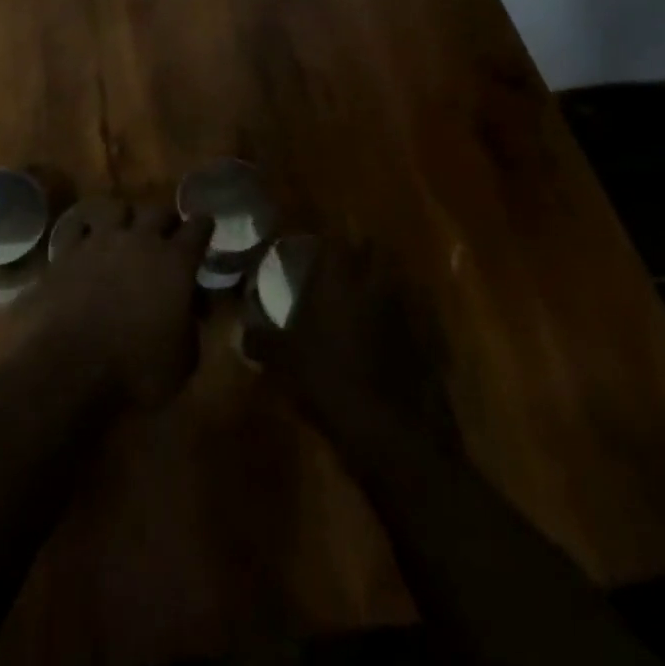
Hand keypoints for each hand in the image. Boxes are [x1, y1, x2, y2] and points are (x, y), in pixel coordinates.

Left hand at [42, 203, 213, 407]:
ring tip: (124, 231)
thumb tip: (192, 310)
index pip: (198, 228)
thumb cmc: (137, 370)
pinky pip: (77, 225)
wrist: (71, 368)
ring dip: (125, 217)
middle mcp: (139, 240)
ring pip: (117, 208)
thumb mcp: (183, 359)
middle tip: (167, 232)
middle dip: (166, 219)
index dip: (203, 226)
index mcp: (175, 262)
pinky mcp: (66, 251)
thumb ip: (192, 326)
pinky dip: (85, 229)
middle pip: (158, 210)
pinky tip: (85, 238)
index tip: (205, 226)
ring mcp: (100, 241)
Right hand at [245, 238, 460, 456]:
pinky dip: (395, 314)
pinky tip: (381, 332)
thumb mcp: (283, 362)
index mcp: (337, 279)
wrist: (388, 427)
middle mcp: (373, 283)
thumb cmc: (327, 380)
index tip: (315, 245)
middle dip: (360, 251)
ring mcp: (402, 308)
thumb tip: (241, 334)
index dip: (326, 238)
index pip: (335, 239)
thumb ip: (261, 341)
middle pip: (373, 250)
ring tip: (361, 295)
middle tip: (340, 265)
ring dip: (379, 281)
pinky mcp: (423, 336)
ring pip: (393, 278)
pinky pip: (407, 311)